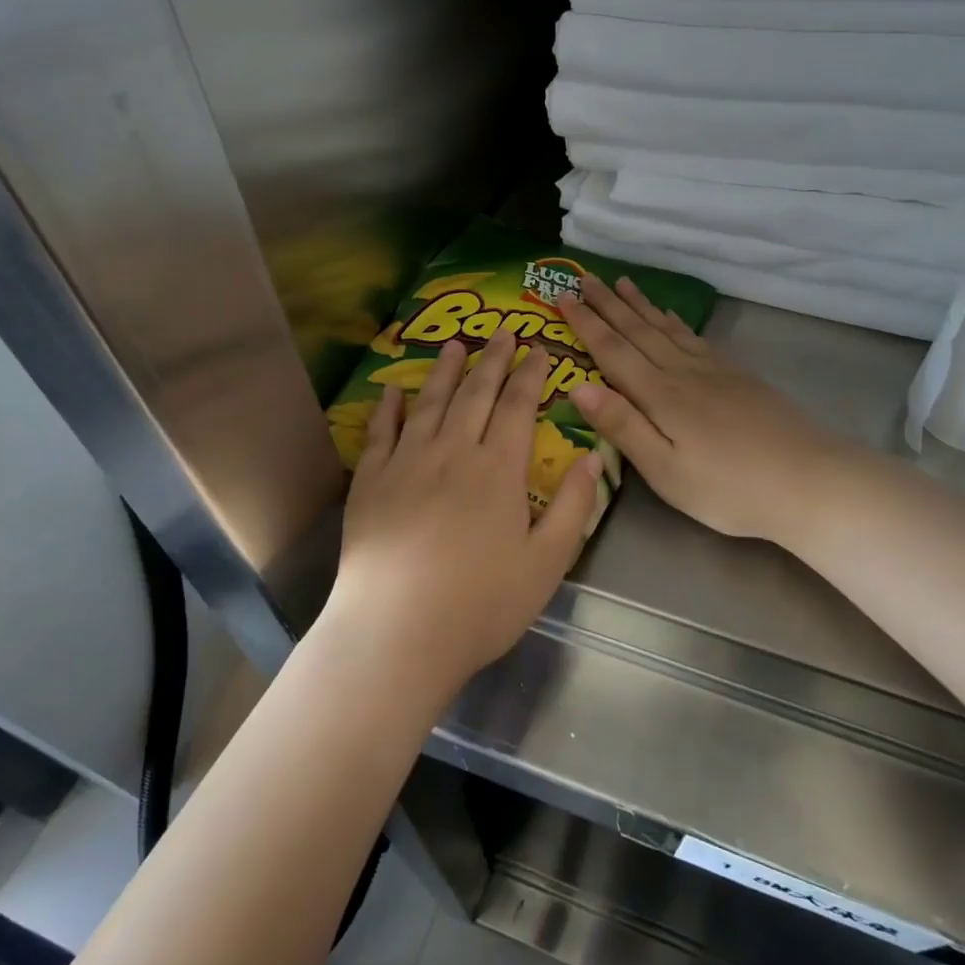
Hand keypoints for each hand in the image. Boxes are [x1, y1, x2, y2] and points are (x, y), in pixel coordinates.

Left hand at [324, 332, 599, 694]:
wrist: (397, 632)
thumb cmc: (481, 603)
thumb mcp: (547, 562)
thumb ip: (575, 505)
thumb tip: (593, 456)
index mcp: (499, 469)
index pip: (519, 407)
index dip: (532, 375)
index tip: (540, 349)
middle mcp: (453, 452)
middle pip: (476, 394)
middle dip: (494, 360)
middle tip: (503, 332)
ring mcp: (406, 463)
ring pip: (431, 403)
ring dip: (445, 371)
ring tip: (456, 345)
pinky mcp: (371, 482)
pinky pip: (381, 432)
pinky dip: (389, 407)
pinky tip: (394, 390)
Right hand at [557, 276, 846, 542]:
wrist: (808, 481)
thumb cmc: (728, 488)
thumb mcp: (665, 470)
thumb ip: (622, 426)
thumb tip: (577, 385)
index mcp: (660, 396)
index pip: (613, 351)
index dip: (586, 323)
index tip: (563, 295)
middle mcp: (683, 372)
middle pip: (638, 331)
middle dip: (608, 304)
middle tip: (584, 276)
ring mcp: (714, 371)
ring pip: (667, 328)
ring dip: (640, 305)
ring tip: (622, 282)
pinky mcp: (738, 377)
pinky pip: (695, 337)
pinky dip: (675, 321)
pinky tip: (671, 316)